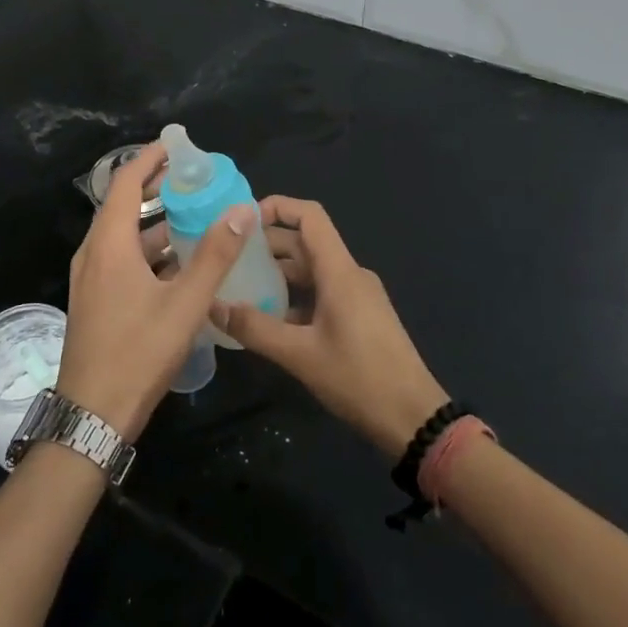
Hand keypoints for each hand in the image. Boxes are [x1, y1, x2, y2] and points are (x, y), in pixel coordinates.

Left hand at [59, 145, 255, 441]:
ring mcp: (91, 279)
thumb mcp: (185, 304)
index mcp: (109, 245)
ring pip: (123, 236)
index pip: (126, 183)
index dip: (149, 159)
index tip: (176, 146)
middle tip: (192, 178)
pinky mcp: (95, 300)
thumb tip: (243, 209)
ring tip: (192, 215)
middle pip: (123, 206)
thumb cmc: (138, 353)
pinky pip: (121, 259)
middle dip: (155, 188)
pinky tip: (177, 263)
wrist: (93, 416)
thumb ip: (215, 256)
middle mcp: (94, 254)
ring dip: (154, 222)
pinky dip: (148, 250)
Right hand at [209, 197, 447, 458]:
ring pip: (312, 270)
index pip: (309, 217)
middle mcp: (349, 275)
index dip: (277, 207)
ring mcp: (357, 296)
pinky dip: (294, 296)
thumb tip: (213, 306)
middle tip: (228, 257)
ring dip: (278, 272)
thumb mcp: (300, 356)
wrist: (414, 418)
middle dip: (268, 244)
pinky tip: (268, 317)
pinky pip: (321, 292)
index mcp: (340, 272)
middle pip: (306, 243)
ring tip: (240, 285)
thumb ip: (255, 329)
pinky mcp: (359, 317)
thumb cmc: (359, 379)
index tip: (243, 220)